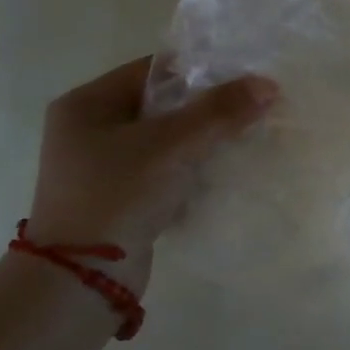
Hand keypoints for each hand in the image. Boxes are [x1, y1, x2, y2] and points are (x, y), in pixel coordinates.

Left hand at [26, 58, 277, 294]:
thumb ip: (219, 112)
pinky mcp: (119, 201)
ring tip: (245, 140)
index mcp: (87, 104)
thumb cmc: (117, 195)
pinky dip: (191, 172)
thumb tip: (268, 84)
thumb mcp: (171, 145)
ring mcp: (102, 169)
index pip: (152, 70)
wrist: (81, 279)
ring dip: (202, 143)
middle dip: (206, 109)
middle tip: (251, 109)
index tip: (243, 78)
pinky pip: (163, 174)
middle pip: (160, 106)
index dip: (199, 71)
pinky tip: (223, 174)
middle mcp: (89, 131)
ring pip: (165, 142)